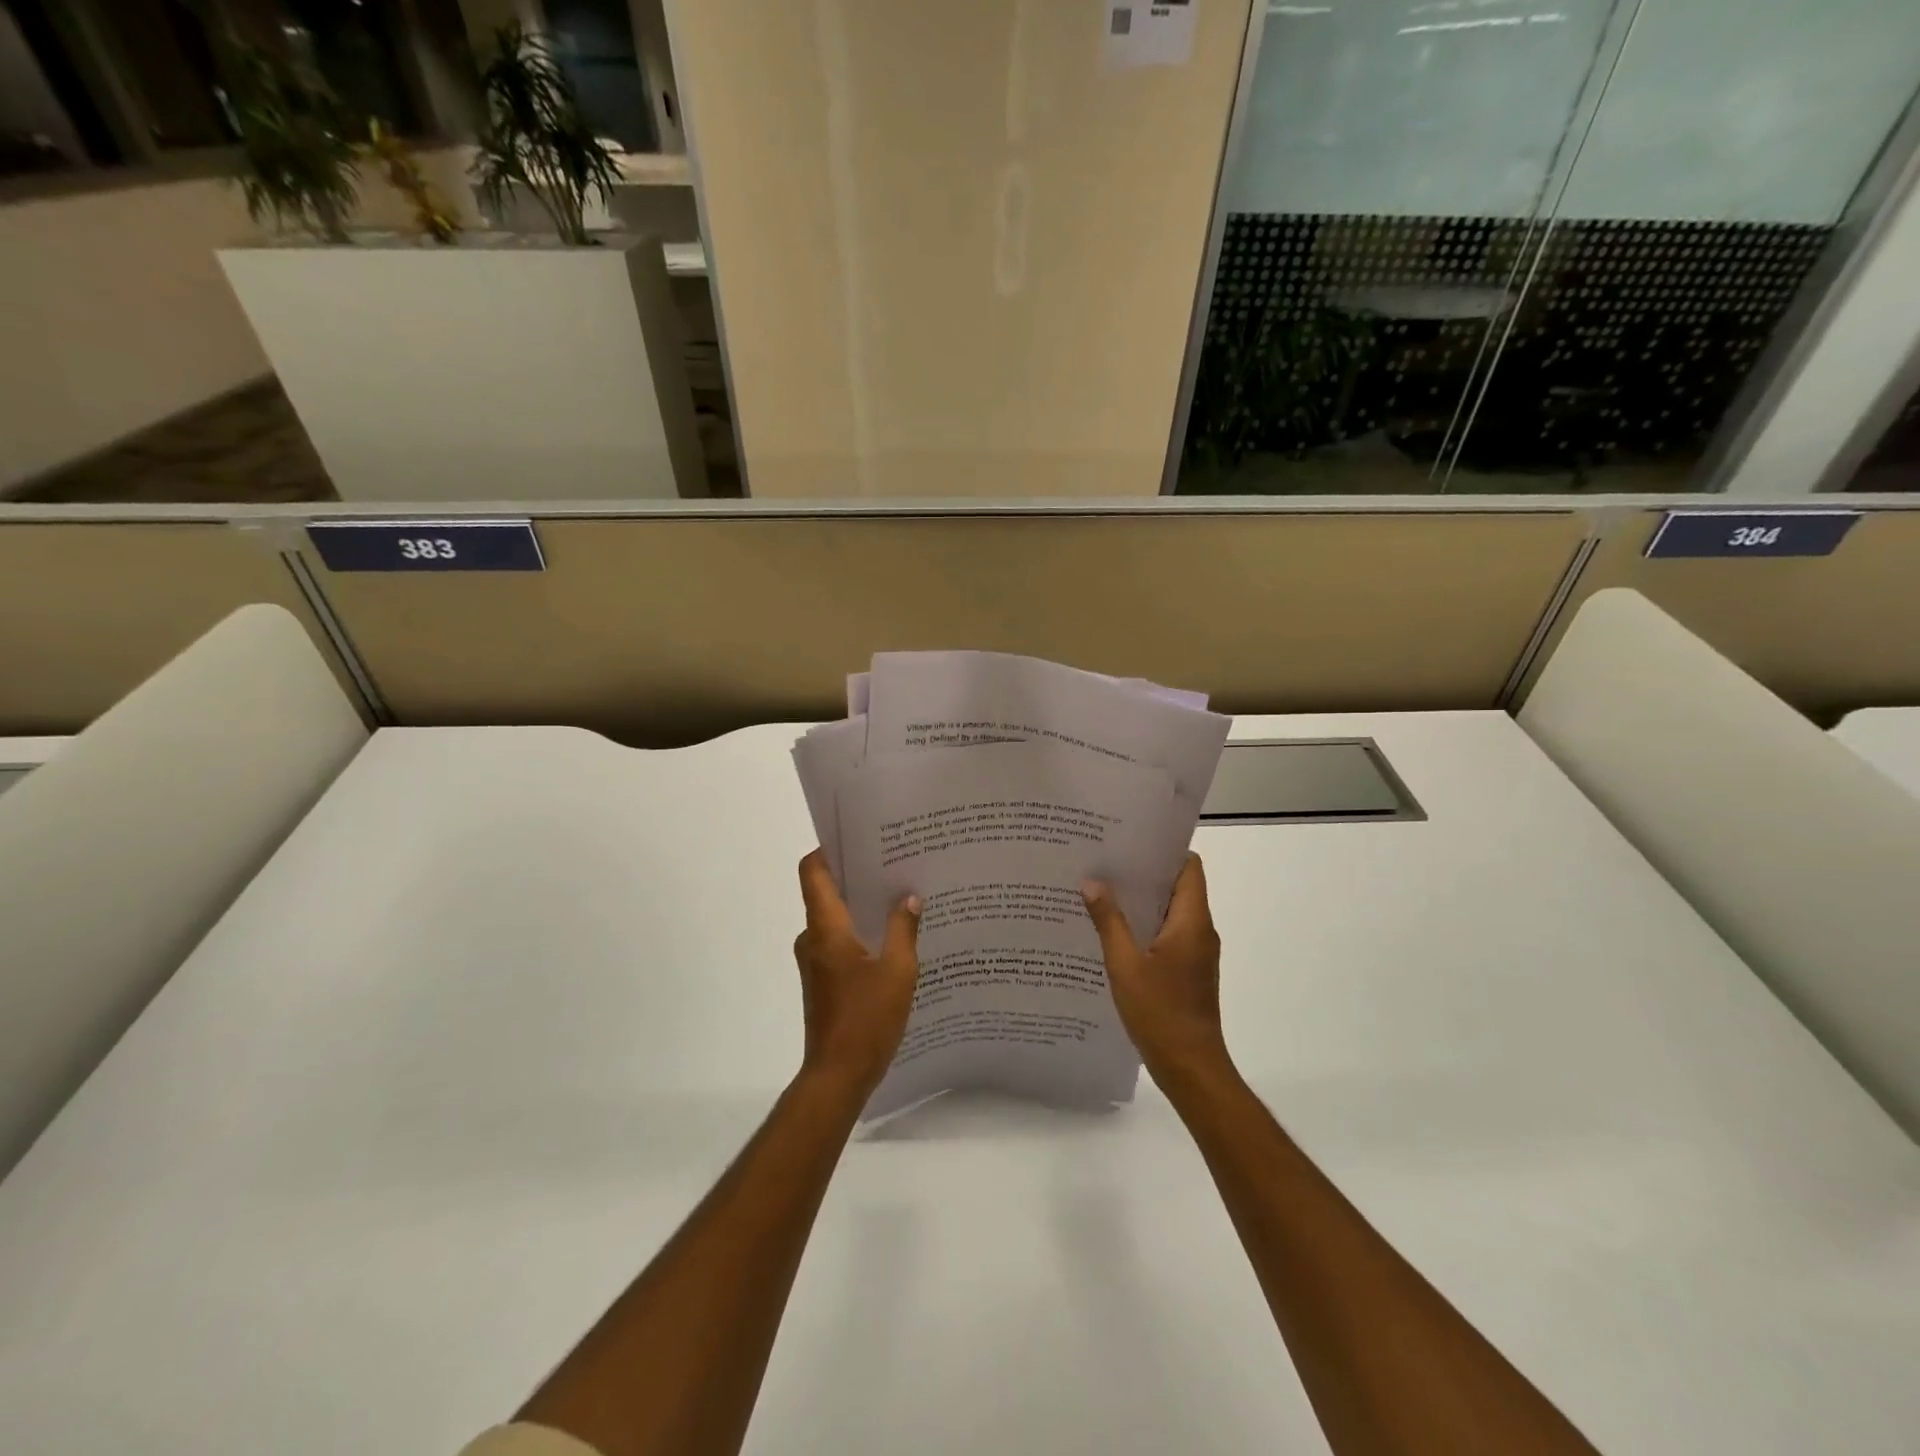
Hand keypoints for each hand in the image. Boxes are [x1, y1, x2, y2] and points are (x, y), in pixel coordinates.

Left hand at [793, 851, 920, 1097]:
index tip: (860, 838)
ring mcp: (816, 961)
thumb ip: (903, 929)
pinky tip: (895, 939)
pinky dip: (862, 933)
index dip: (829, 849)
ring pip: (836, 919)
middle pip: (827, 892)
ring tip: (902, 899)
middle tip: (896, 864)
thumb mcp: (898, 971)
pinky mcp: (824, 980)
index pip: (813, 871)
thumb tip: (909, 896)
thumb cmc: (866, 1020)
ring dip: (863, 908)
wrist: (837, 1076)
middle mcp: (813, 938)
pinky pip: (840, 942)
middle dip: (859, 876)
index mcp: (825, 928)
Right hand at [1082, 855, 1231, 1089]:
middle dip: (1144, 874)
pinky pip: (1168, 935)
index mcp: (1192, 922)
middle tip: (1105, 863)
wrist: (1190, 1068)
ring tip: (1103, 891)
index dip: (1164, 851)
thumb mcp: (1125, 965)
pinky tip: (1113, 931)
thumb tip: (1093, 882)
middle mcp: (1200, 931)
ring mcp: (1196, 953)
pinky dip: (1145, 926)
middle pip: (1178, 887)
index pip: (1189, 868)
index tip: (1130, 843)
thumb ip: (1109, 921)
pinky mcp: (1188, 971)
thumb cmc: (1160, 1013)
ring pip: (1171, 912)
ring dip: (1142, 902)